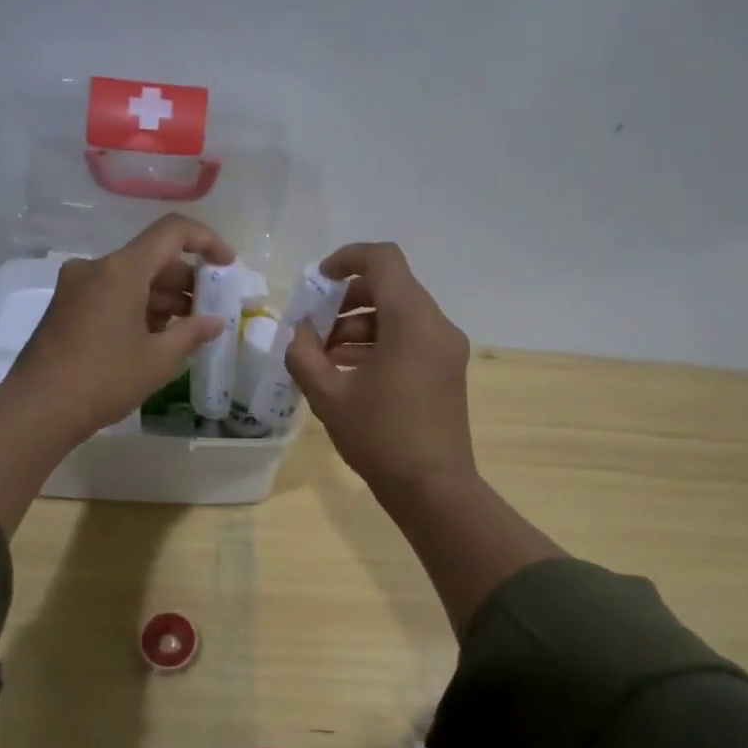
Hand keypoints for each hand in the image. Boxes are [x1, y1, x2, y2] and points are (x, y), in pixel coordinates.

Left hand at [8, 212, 235, 441]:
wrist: (37, 409)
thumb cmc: (104, 379)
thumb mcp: (158, 359)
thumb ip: (192, 333)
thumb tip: (214, 322)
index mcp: (121, 269)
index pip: (172, 231)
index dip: (207, 241)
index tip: (227, 266)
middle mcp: (96, 268)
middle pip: (152, 257)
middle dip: (186, 280)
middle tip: (210, 310)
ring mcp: (76, 286)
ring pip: (131, 278)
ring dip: (162, 296)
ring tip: (187, 329)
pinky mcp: (66, 307)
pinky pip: (111, 293)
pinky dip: (138, 306)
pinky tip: (155, 337)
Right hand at [285, 242, 476, 495]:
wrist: (433, 488)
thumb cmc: (380, 437)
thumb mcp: (328, 395)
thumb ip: (304, 354)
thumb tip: (300, 332)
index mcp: (411, 320)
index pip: (383, 260)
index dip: (347, 258)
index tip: (319, 280)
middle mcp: (436, 325)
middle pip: (390, 286)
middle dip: (346, 300)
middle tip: (314, 327)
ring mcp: (446, 348)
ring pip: (398, 314)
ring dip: (359, 324)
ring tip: (324, 356)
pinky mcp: (446, 369)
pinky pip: (410, 337)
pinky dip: (378, 342)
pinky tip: (348, 371)